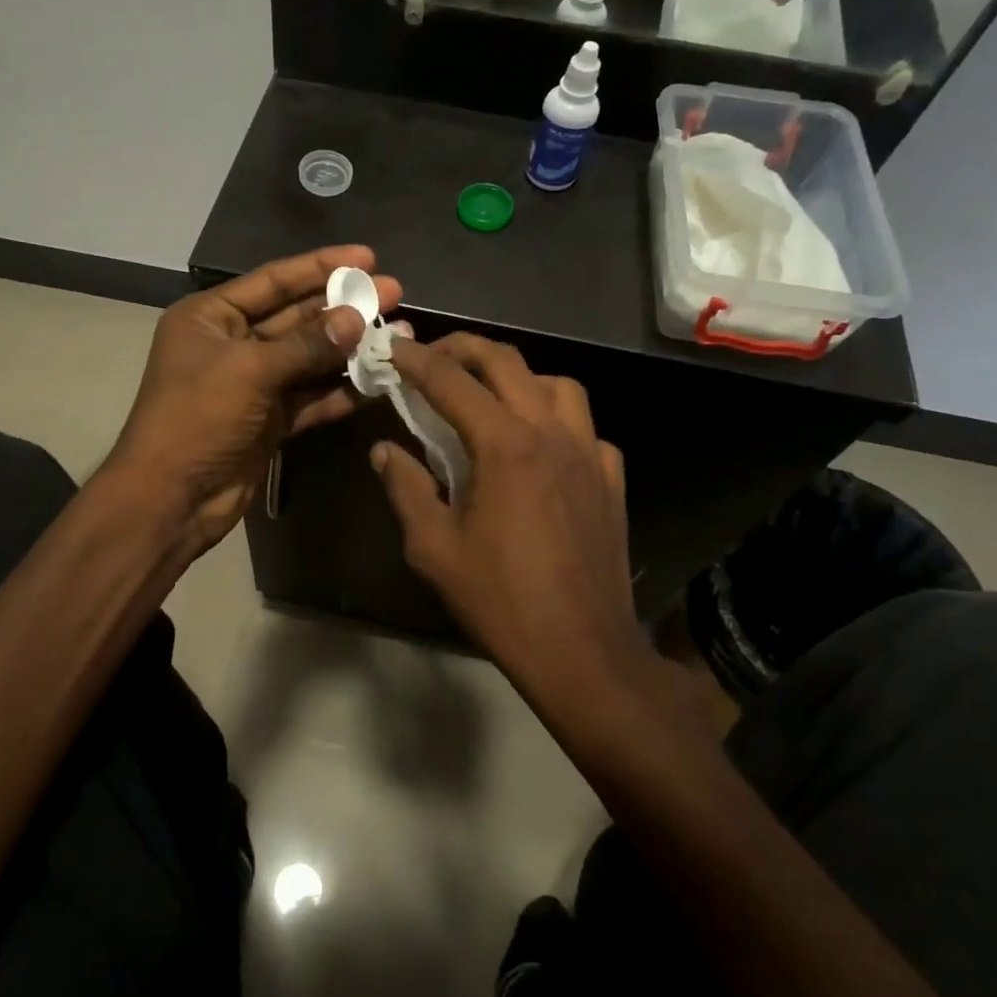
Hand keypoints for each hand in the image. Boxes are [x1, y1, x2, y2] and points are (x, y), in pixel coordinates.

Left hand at [103, 246, 399, 556]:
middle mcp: (232, 344)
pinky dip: (342, 390)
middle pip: (297, 317)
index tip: (368, 256)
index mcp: (211, 317)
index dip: (321, 267)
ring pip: (310, 358)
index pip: (273, 281)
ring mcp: (253, 384)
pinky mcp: (270, 419)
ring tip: (398, 333)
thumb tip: (357, 317)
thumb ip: (307, 344)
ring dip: (351, 348)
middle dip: (344, 306)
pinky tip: (379, 380)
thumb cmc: (197, 418)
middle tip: (394, 293)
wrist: (172, 499)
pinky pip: (312, 396)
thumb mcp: (249, 371)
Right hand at [371, 334, 643, 690]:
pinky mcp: (611, 478)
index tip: (392, 347)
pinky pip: (584, 427)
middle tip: (433, 356)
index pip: (452, 382)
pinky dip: (556, 420)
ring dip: (518, 377)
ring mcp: (590, 453)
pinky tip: (540, 448)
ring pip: (557, 384)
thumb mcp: (434, 547)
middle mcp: (552, 433)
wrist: (582, 650)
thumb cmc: (500, 599)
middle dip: (464, 348)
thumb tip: (384, 451)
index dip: (416, 360)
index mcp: (505, 445)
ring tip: (490, 396)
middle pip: (507, 362)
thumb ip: (406, 488)